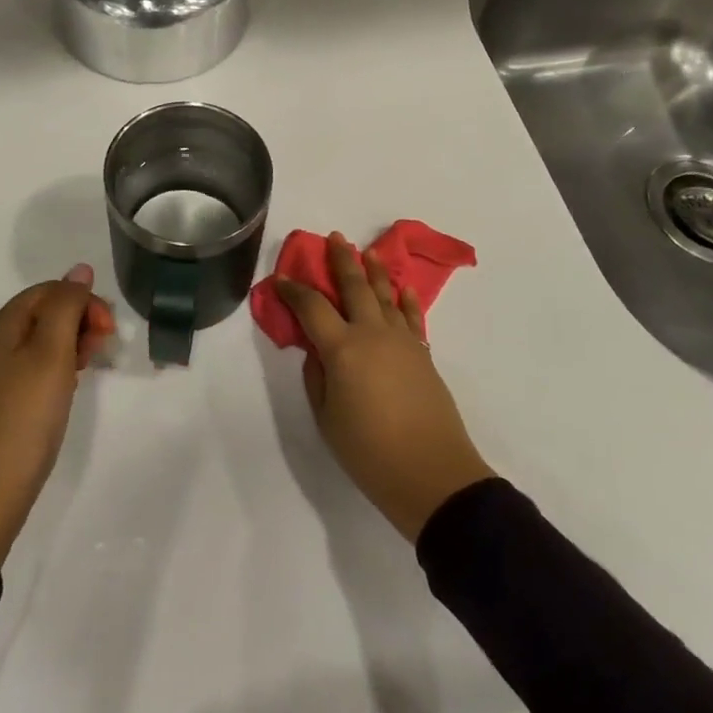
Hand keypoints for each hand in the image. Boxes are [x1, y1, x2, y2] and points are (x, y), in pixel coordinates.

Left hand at [0, 264, 114, 564]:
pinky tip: (70, 385)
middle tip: (102, 348)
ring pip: (41, 341)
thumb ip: (67, 306)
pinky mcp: (1, 401)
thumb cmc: (25, 415)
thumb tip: (80, 270)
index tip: (107, 329)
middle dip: (78, 320)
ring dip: (72, 343)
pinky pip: (34, 366)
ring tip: (90, 365)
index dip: (82, 300)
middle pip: (43, 313)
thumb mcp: (51, 352)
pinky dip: (58, 366)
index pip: (47, 291)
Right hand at [277, 234, 495, 542]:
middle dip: (342, 260)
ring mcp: (402, 341)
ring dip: (375, 272)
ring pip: (386, 296)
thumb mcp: (327, 418)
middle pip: (354, 287)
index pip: (311, 307)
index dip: (293, 290)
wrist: (432, 474)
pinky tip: (403, 288)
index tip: (281, 279)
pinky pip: (412, 318)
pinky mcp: (423, 354)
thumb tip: (318, 350)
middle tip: (334, 238)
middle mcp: (372, 333)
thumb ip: (317, 377)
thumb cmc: (369, 451)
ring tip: (368, 251)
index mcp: (342, 348)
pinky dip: (406, 300)